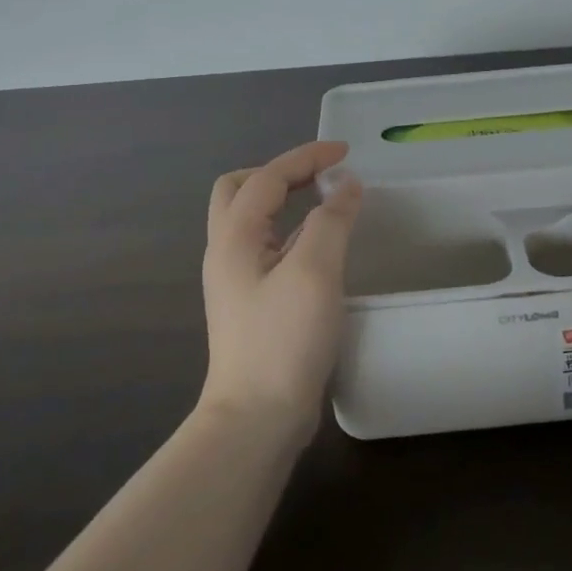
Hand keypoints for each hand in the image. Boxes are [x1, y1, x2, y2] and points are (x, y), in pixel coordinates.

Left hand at [200, 140, 363, 437]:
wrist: (257, 418)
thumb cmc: (284, 339)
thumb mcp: (315, 271)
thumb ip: (332, 219)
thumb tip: (345, 184)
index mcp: (234, 237)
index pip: (267, 178)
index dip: (306, 157)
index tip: (346, 152)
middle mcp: (226, 252)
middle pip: (240, 190)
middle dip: (280, 173)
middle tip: (319, 177)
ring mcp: (234, 280)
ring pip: (251, 219)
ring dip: (284, 200)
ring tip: (324, 202)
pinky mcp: (249, 303)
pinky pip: (265, 246)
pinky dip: (290, 230)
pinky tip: (318, 245)